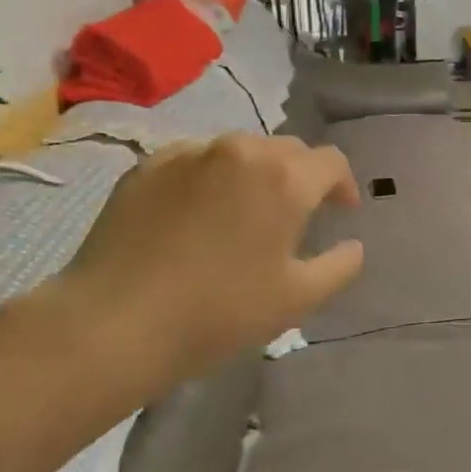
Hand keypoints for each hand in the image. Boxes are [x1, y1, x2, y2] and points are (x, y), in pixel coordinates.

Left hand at [59, 133, 363, 384]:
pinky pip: (195, 159)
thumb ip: (339, 266)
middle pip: (287, 150)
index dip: (343, 185)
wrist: (116, 321)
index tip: (341, 212)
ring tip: (244, 212)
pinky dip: (210, 177)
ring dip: (255, 174)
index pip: (331, 161)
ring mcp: (189, 153)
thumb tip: (354, 245)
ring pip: (239, 151)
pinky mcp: (148, 166)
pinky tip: (197, 213)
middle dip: (301, 177)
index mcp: (284, 178)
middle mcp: (240, 150)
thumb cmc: (220, 311)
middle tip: (295, 216)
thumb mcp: (297, 299)